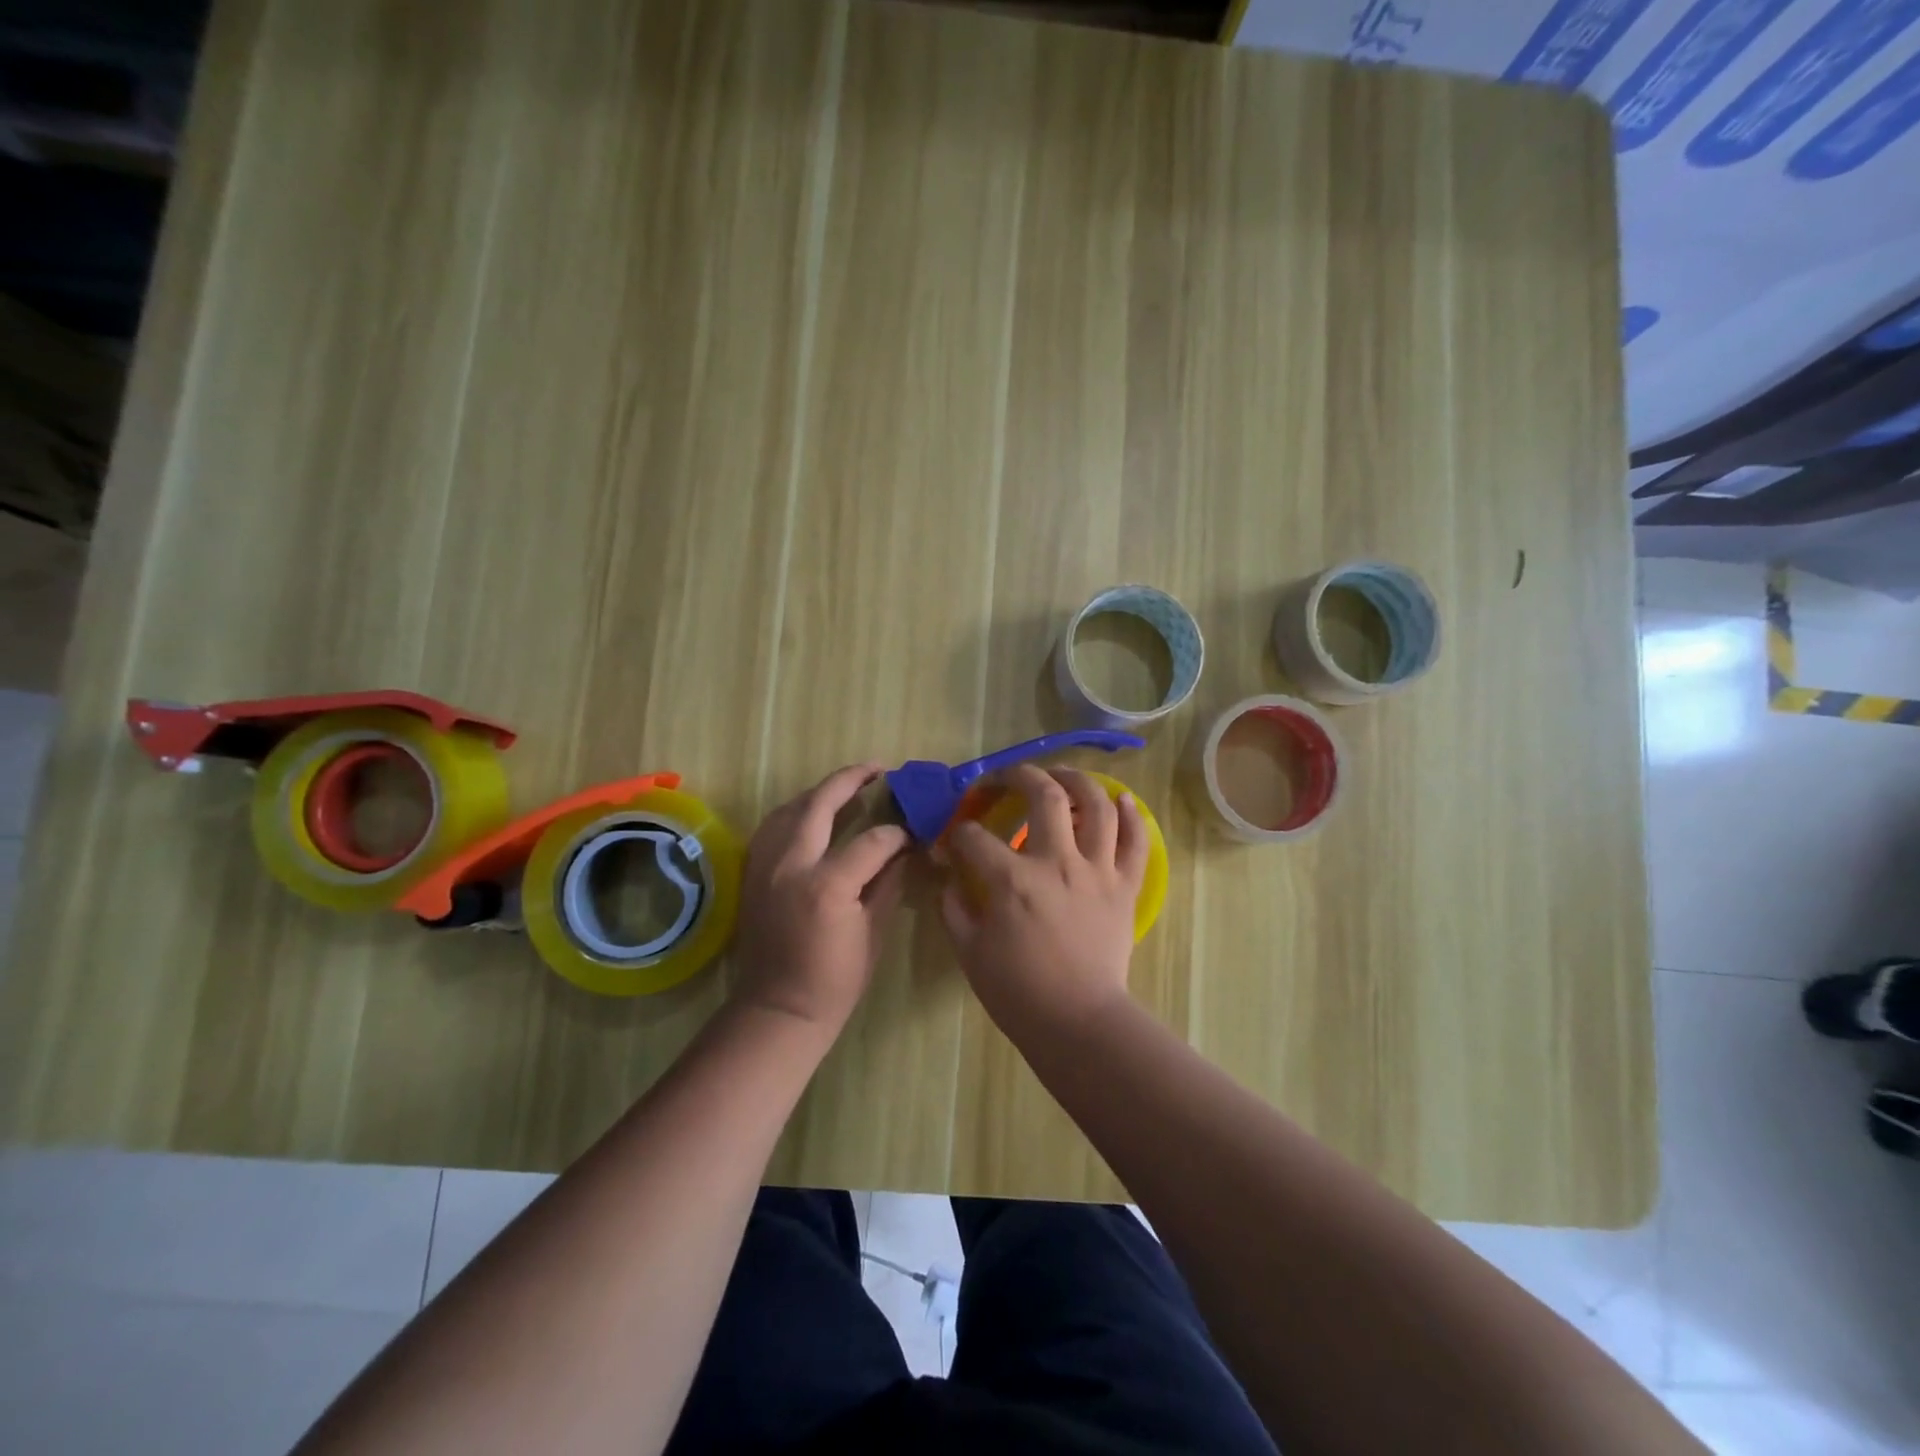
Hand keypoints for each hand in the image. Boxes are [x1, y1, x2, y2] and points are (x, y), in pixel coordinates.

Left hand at [731, 764, 909, 1033]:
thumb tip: (904, 848)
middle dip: (851, 779)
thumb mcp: (873, 933)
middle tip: (877, 768)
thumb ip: (887, 882)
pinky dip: (796, 812)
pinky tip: (812, 814)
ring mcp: (765, 866)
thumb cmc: (835, 981)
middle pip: (819, 803)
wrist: (778, 1010)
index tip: (911, 833)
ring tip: (847, 786)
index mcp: (827, 885)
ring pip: (790, 808)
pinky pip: (772, 827)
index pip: (872, 840)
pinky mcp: (752, 873)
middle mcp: (791, 865)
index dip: (897, 834)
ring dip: (820, 792)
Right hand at [941, 766, 1148, 1039]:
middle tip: (1006, 778)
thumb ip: (955, 908)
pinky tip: (1121, 799)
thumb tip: (950, 878)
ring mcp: (1097, 870)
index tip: (952, 841)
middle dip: (1018, 775)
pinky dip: (1132, 816)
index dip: (957, 833)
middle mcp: (1057, 861)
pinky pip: (1136, 842)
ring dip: (1077, 780)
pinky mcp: (1124, 886)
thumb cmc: (1019, 992)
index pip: (975, 837)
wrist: (1079, 1022)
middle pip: (1043, 794)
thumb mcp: (970, 952)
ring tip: (1062, 775)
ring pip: (1096, 805)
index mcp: (1012, 879)